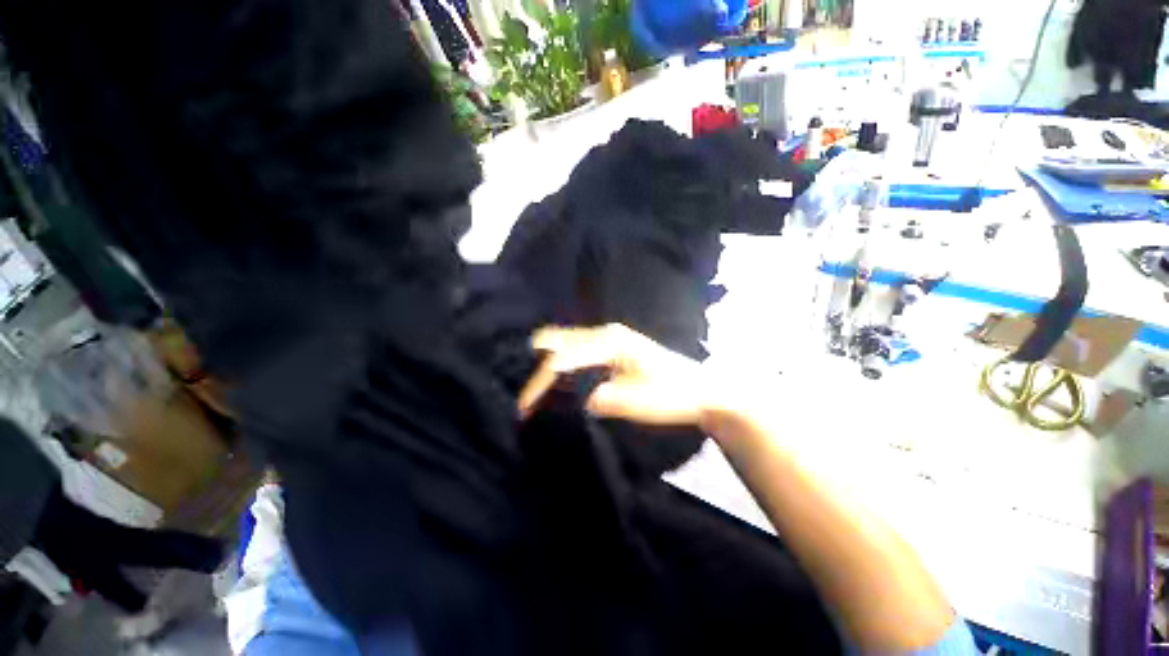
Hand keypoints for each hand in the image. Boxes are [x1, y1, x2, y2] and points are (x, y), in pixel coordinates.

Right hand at [518, 324, 707, 425]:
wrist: (701, 391)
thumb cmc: (673, 395)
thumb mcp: (638, 402)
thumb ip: (602, 399)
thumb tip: (572, 402)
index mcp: (610, 341)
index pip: (563, 358)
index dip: (540, 382)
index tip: (524, 408)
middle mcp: (604, 333)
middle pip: (557, 342)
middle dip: (537, 370)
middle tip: (526, 401)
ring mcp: (608, 339)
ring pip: (564, 344)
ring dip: (547, 368)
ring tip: (534, 396)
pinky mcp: (610, 349)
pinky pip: (575, 351)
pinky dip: (560, 367)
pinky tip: (555, 386)